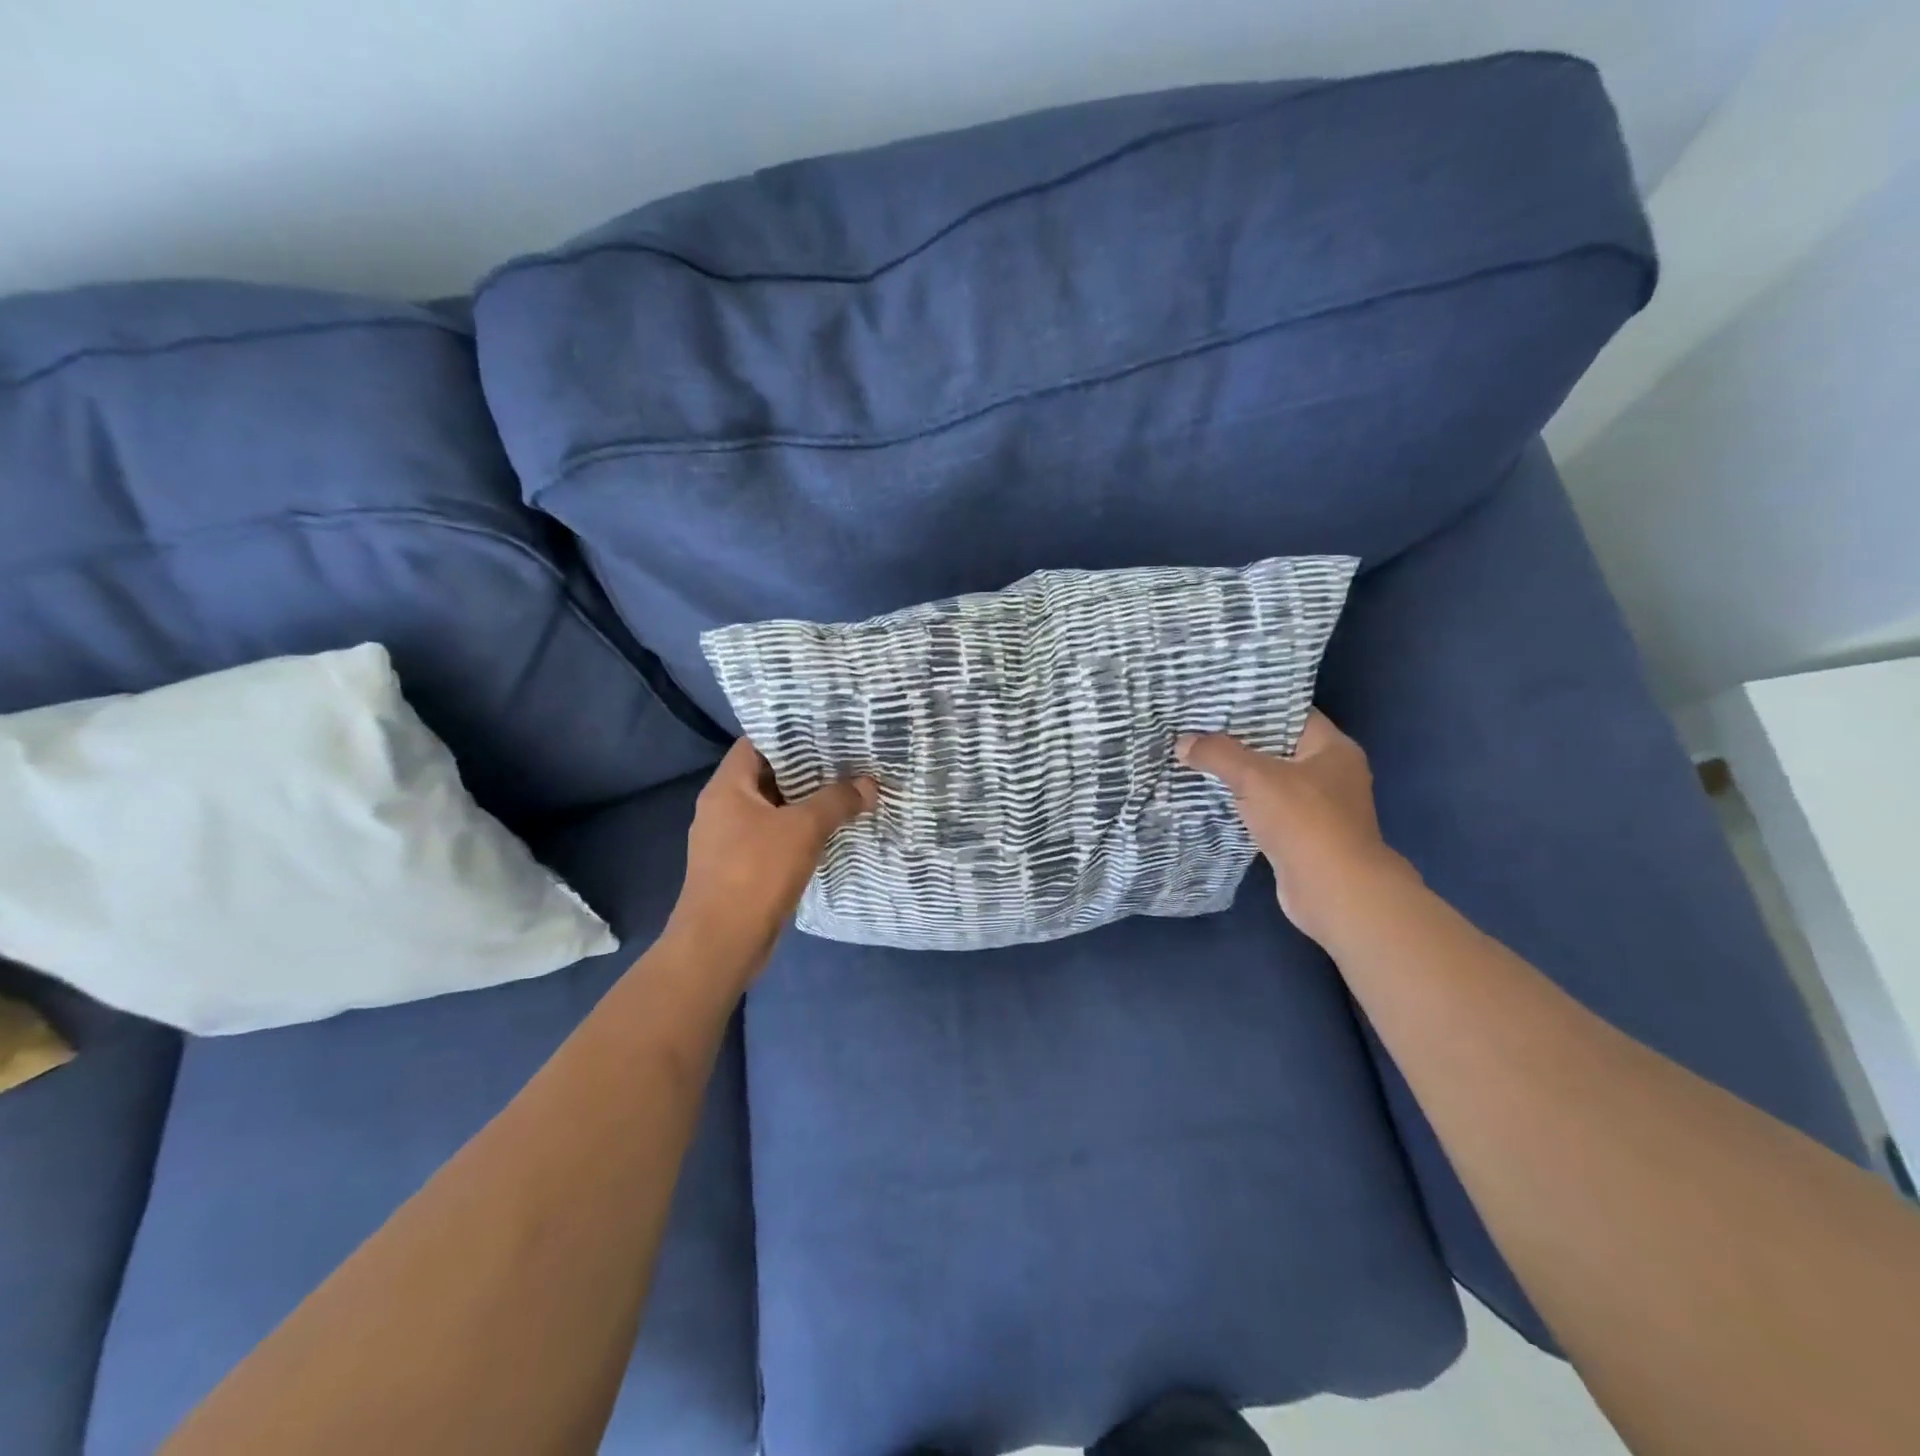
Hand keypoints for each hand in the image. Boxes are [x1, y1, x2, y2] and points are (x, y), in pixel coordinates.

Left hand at [665, 738, 876, 986]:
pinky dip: (799, 832)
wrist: (721, 944)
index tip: (827, 729)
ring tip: (847, 791)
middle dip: (807, 769)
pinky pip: (774, 838)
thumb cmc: (756, 873)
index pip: (757, 743)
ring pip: (773, 809)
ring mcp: (730, 841)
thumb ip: (837, 801)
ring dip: (806, 803)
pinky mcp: (741, 868)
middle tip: (848, 759)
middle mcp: (723, 808)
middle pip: (768, 776)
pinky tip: (831, 832)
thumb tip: (869, 785)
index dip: (790, 732)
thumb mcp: (803, 829)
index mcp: (727, 788)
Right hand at [1177, 710, 1413, 944]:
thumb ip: (1218, 754)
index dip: (1254, 704)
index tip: (1216, 699)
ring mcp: (1319, 807)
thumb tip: (1183, 742)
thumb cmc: (1304, 821)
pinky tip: (1211, 797)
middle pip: (1277, 746)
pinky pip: (1267, 808)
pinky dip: (1243, 803)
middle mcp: (1331, 773)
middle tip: (1197, 728)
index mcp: (1333, 748)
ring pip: (1270, 780)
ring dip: (1238, 774)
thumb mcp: (1256, 778)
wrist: (1334, 891)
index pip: (1290, 712)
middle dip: (1238, 740)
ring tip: (1196, 758)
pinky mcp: (1303, 835)